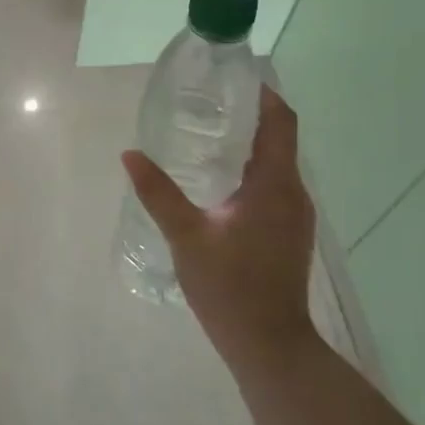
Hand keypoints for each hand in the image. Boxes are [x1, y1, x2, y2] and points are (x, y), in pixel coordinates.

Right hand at [121, 84, 318, 370]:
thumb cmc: (230, 287)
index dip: (264, 95)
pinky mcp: (288, 233)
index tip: (236, 78)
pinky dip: (251, 171)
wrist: (269, 345)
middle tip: (208, 103)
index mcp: (275, 185)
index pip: (281, 122)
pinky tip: (219, 182)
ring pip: (277, 165)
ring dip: (250, 145)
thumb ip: (158, 193)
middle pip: (279, 139)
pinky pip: (273, 187)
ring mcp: (294, 215)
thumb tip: (130, 154)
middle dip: (250, 116)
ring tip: (209, 135)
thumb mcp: (187, 236)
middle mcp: (293, 193)